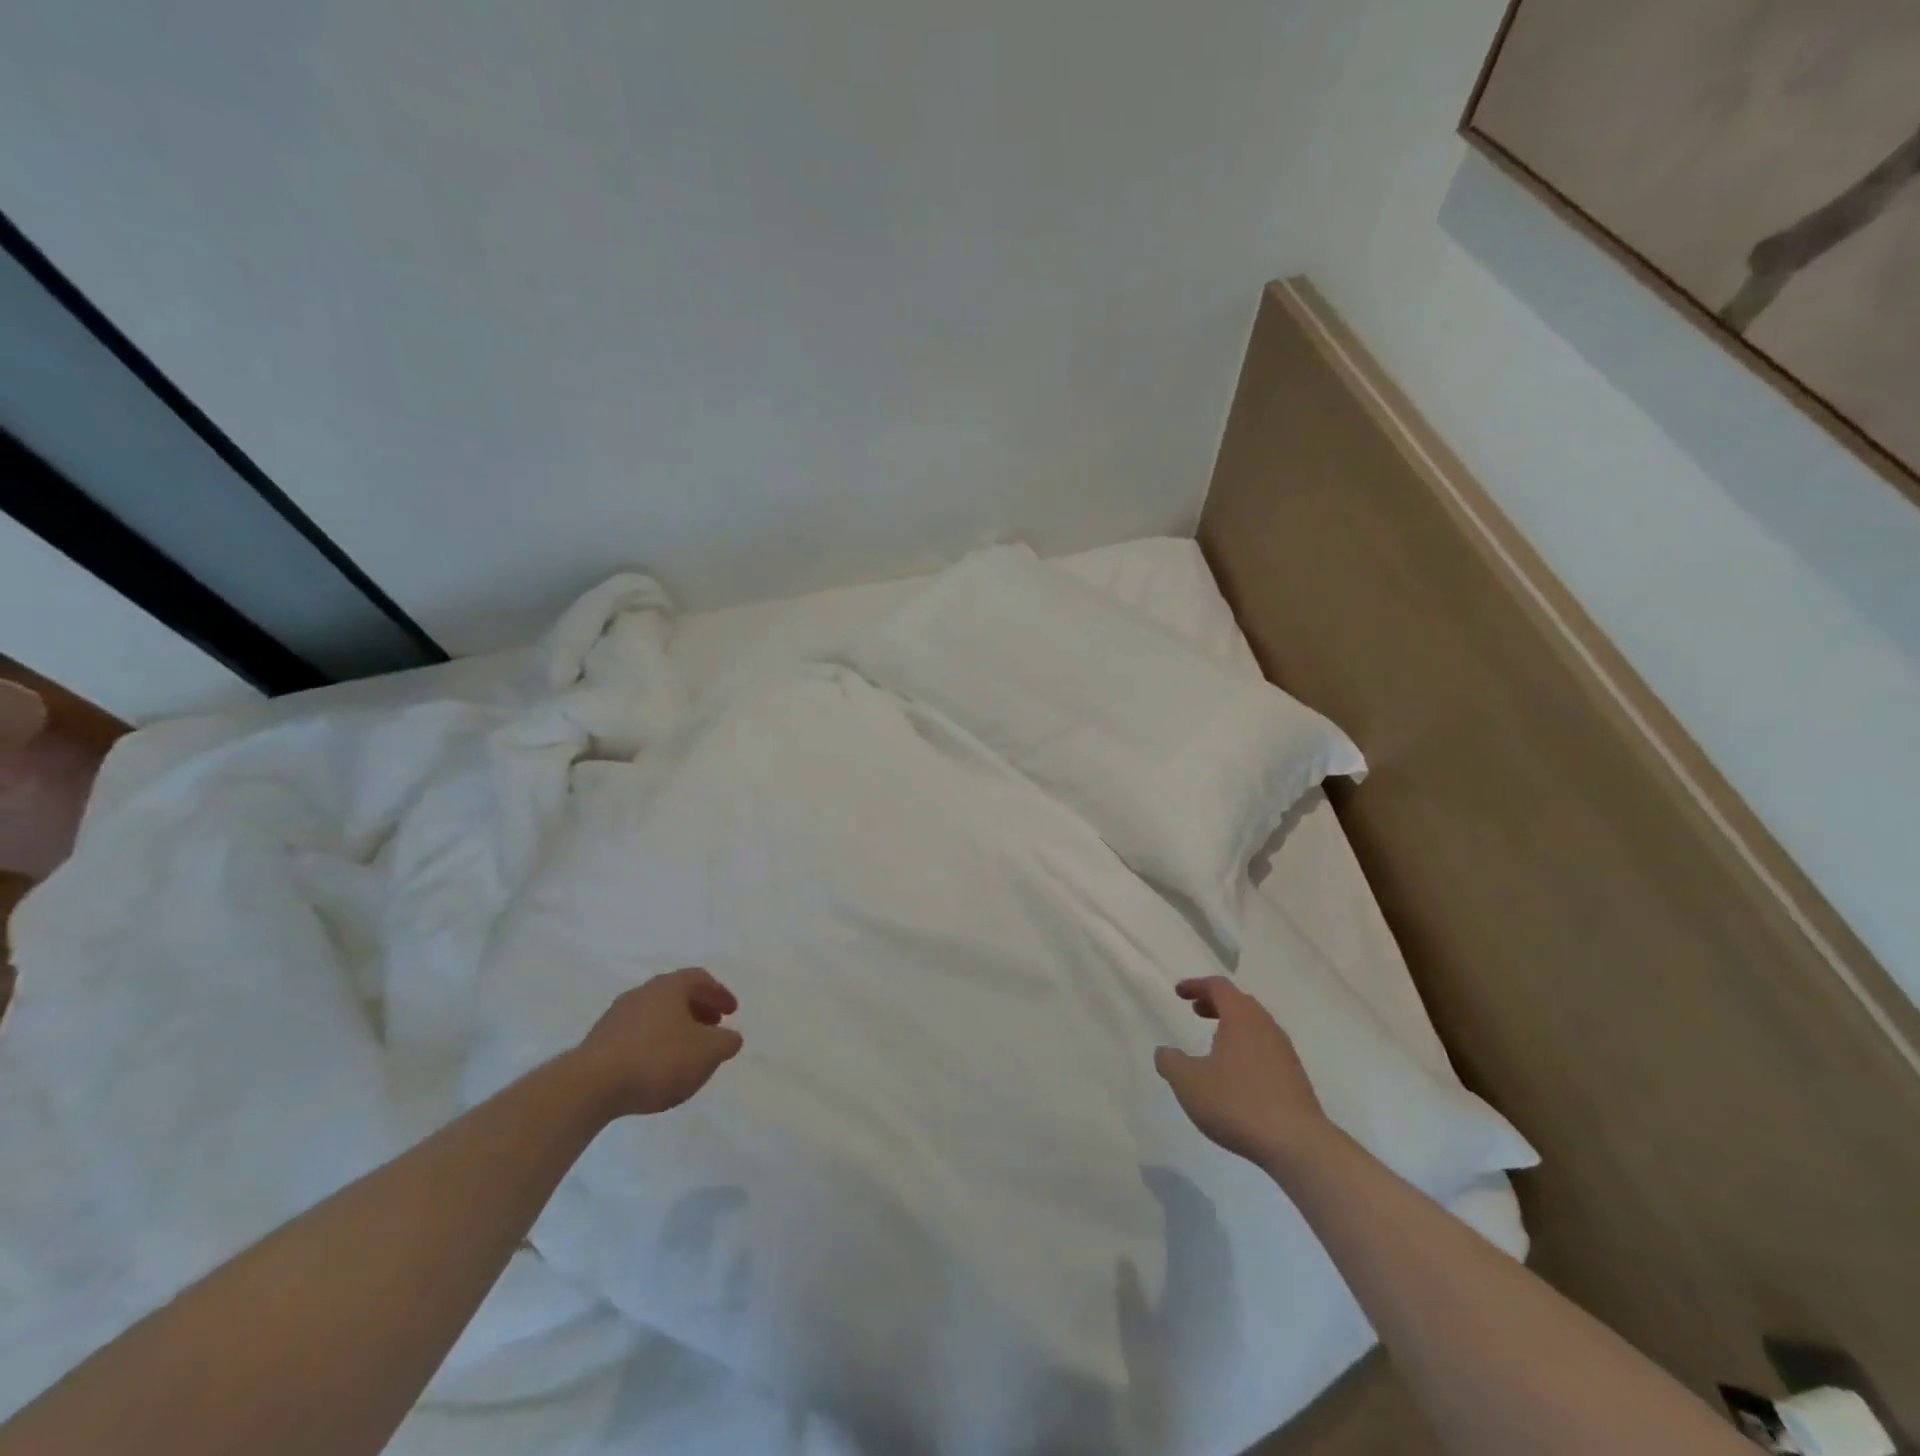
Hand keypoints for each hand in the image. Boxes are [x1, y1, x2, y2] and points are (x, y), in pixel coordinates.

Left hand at [570, 968, 743, 1118]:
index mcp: (669, 986)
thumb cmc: (658, 1059)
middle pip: (676, 995)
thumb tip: (730, 1037)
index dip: (719, 993)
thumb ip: (726, 1042)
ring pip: (655, 1015)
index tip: (732, 1011)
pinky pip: (637, 1035)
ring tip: (687, 1051)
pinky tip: (658, 1067)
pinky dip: (654, 1044)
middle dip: (698, 1009)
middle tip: (713, 1027)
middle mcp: (642, 993)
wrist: (590, 1086)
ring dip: (676, 1028)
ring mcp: (617, 1016)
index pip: (700, 978)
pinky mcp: (599, 1042)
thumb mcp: (707, 1052)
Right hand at [1155, 976, 1329, 1168]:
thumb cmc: (1237, 1102)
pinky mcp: (1295, 1078)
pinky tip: (1236, 1074)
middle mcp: (1266, 1027)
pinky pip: (1266, 1049)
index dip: (1196, 985)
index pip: (1218, 987)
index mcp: (1241, 1018)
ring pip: (1255, 1026)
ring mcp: (1284, 1053)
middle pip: (1240, 1002)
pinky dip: (1246, 1048)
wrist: (1297, 1144)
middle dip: (1215, 1003)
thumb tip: (1165, 1052)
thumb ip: (1170, 1061)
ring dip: (1232, 1026)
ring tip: (1214, 1042)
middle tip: (1196, 1011)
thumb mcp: (1188, 1082)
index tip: (1179, 993)